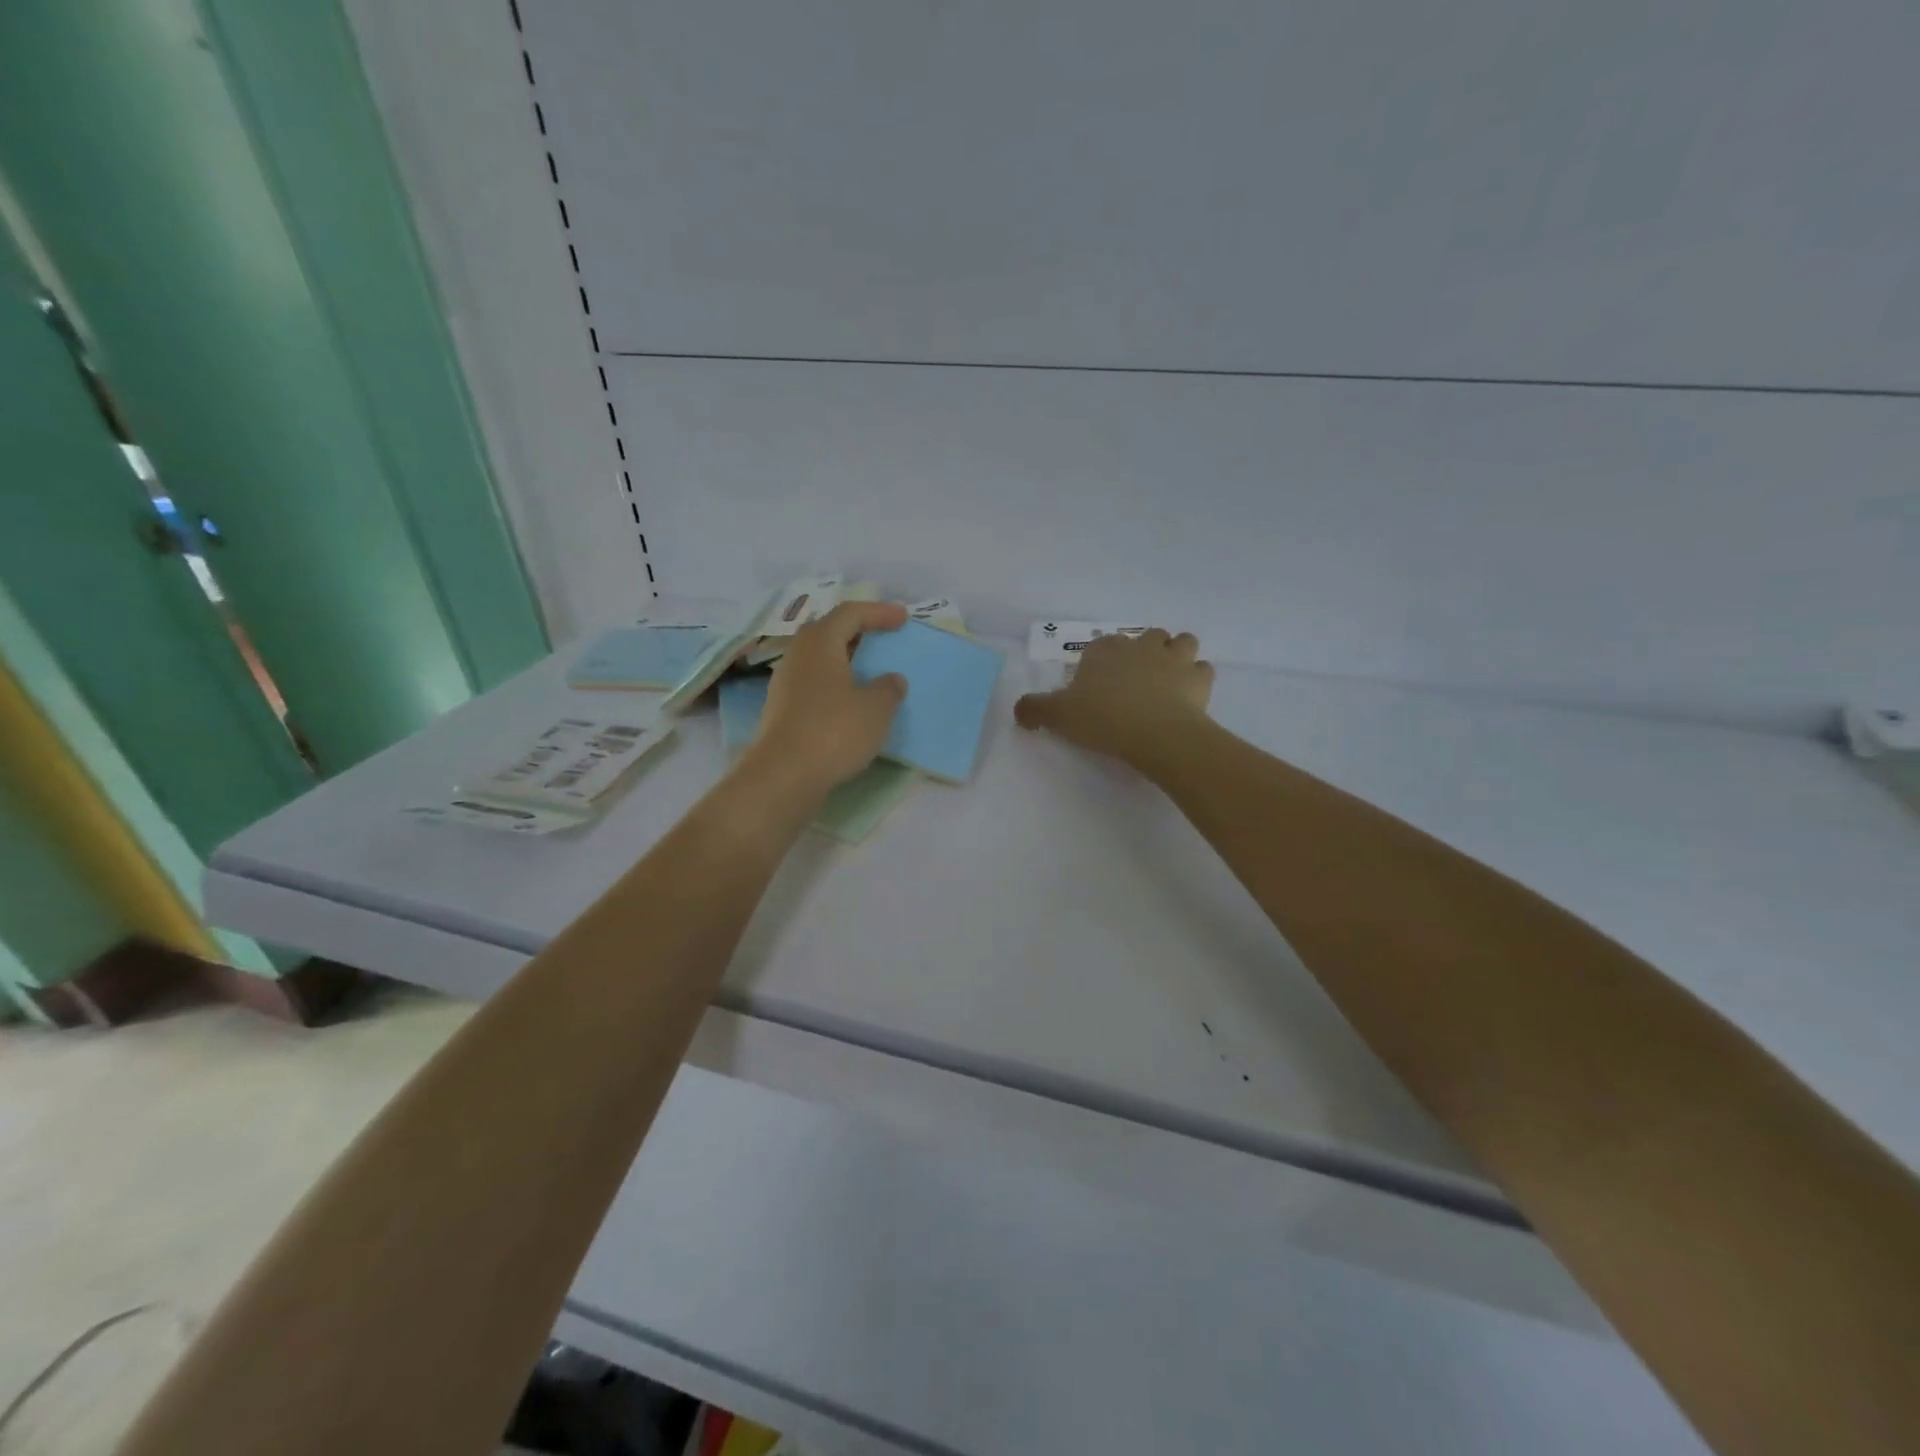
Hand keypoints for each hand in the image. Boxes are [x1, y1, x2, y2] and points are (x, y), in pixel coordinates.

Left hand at [746, 601, 908, 797]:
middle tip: (881, 638)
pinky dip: (835, 683)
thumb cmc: (834, 731)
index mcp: (820, 642)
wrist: (784, 775)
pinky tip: (849, 701)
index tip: (903, 619)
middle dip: (857, 631)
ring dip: (844, 659)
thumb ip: (888, 688)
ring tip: (868, 671)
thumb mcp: (876, 708)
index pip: (850, 613)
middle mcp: (797, 655)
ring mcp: (785, 683)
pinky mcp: (782, 709)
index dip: (878, 612)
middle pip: (828, 631)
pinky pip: (813, 683)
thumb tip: (891, 680)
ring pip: (819, 659)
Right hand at [1014, 628, 1214, 773]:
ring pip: (1181, 642)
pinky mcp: (1200, 678)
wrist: (1156, 734)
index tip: (1096, 688)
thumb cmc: (1103, 719)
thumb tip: (1019, 709)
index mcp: (1105, 649)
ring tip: (1166, 680)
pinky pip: (1202, 670)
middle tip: (1133, 683)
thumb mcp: (1058, 716)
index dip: (1100, 664)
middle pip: (1146, 637)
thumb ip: (1034, 709)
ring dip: (1176, 655)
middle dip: (1142, 653)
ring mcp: (1174, 658)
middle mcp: (1141, 644)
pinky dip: (1196, 680)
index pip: (1101, 646)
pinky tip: (1188, 697)